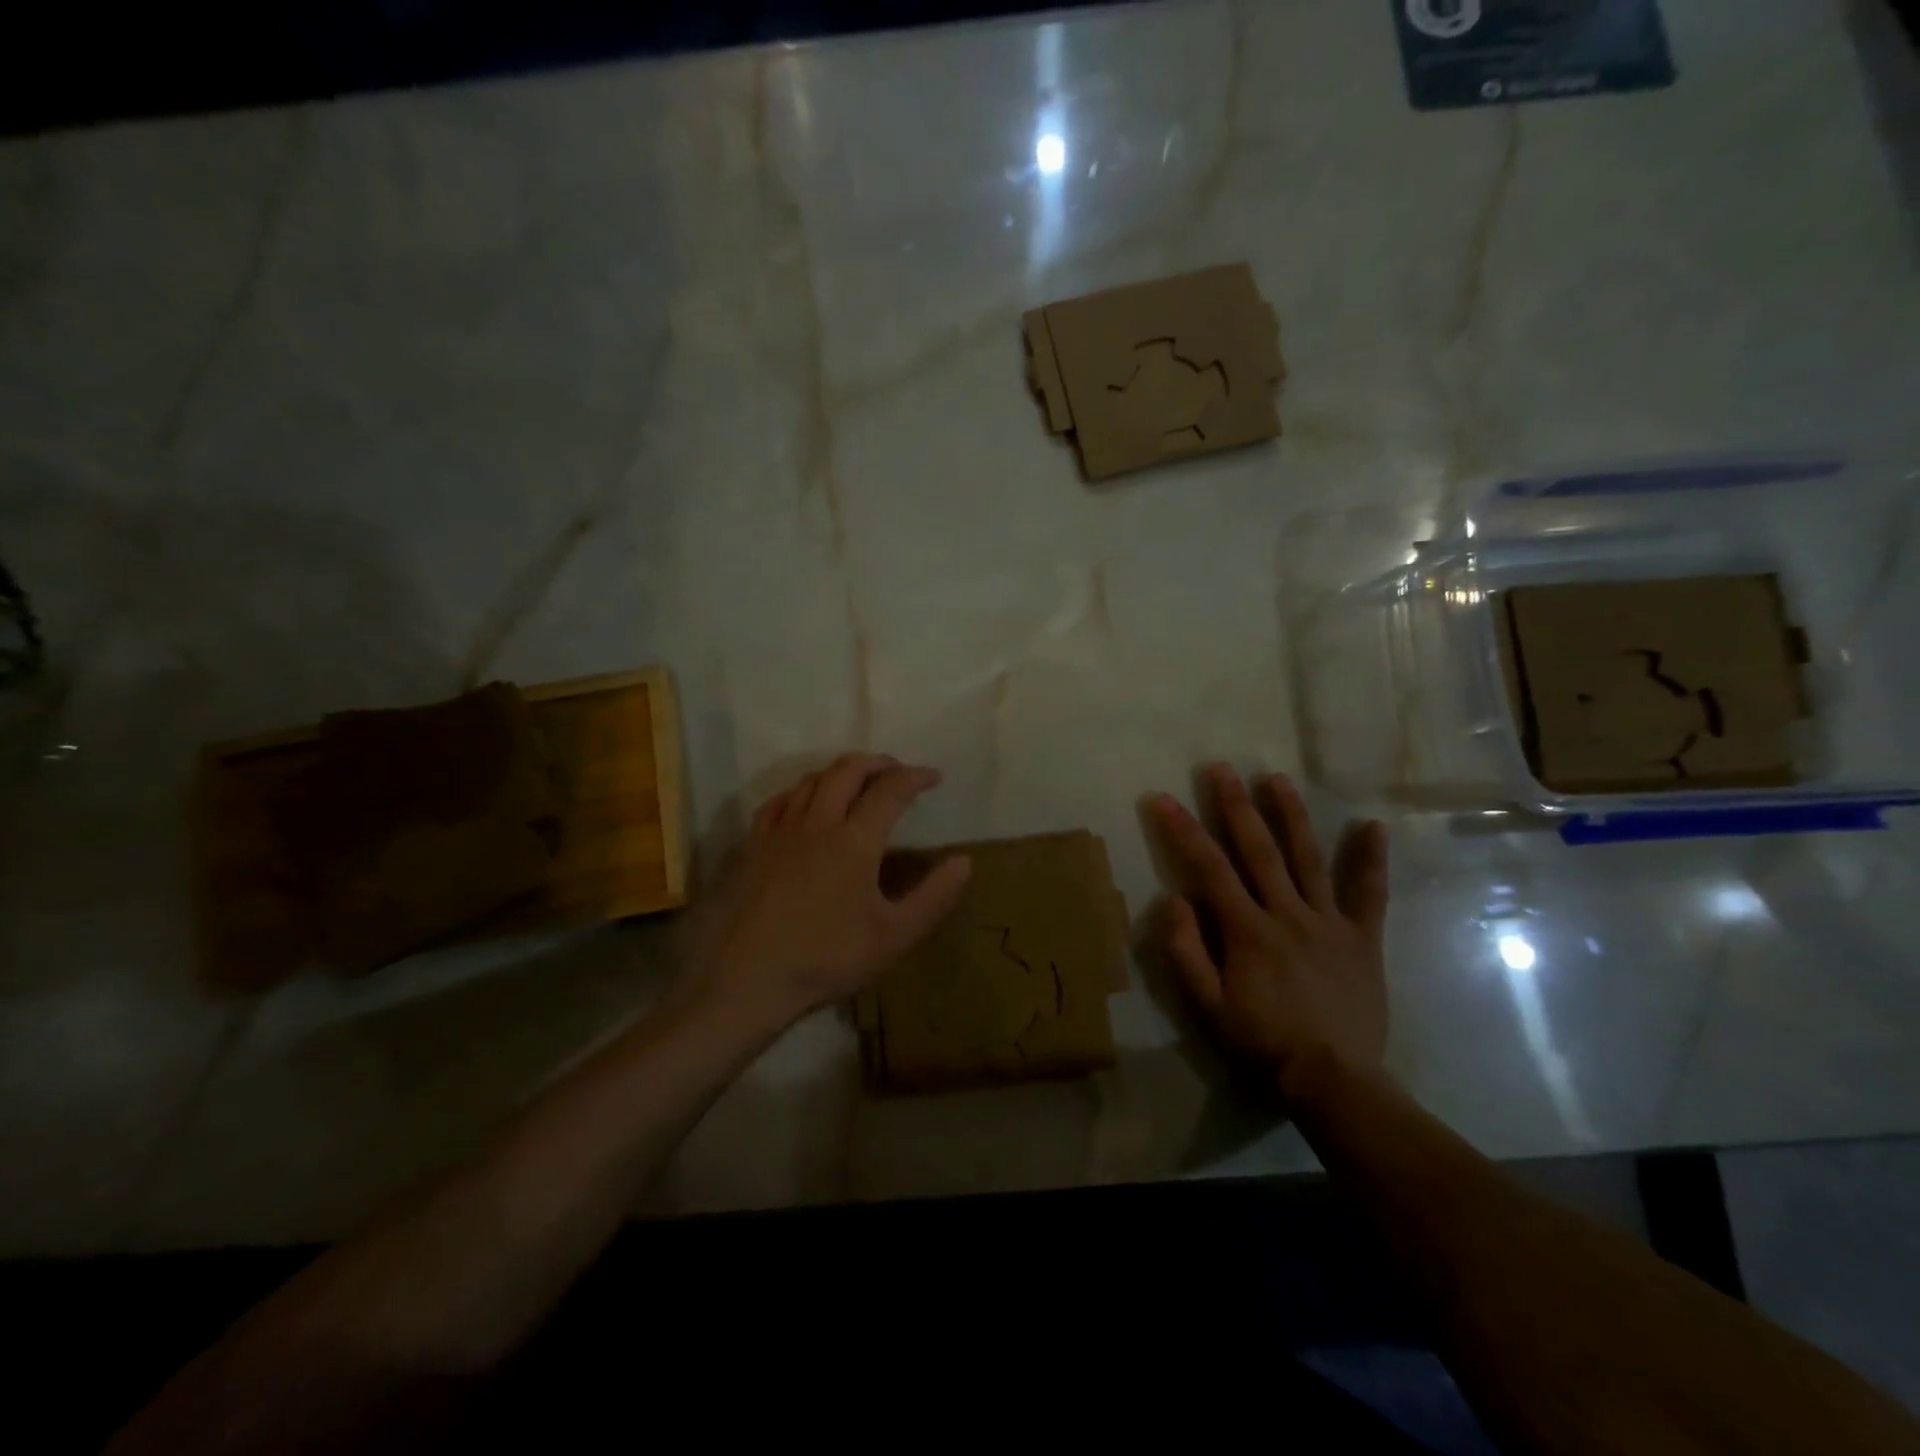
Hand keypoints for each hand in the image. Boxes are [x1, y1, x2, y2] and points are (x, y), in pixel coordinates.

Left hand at [685, 754, 971, 1024]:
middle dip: (877, 763)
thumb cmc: (827, 959)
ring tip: (856, 783)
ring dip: (839, 772)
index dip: (916, 777)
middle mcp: (817, 823)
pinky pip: (778, 801)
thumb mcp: (895, 936)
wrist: (747, 980)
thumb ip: (934, 897)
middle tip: (897, 771)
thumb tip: (964, 860)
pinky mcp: (753, 846)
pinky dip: (801, 791)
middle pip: (847, 770)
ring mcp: (780, 832)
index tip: (934, 777)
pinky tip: (804, 804)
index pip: (890, 790)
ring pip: (811, 780)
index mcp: (854, 841)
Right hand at [1149, 765, 1388, 1106]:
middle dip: (1235, 805)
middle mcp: (1287, 914)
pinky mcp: (1362, 938)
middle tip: (1221, 768)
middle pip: (1258, 850)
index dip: (1182, 830)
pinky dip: (1370, 859)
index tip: (1162, 798)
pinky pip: (1369, 894)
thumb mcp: (1208, 1006)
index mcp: (1247, 930)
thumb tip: (1173, 899)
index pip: (1208, 868)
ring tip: (1276, 778)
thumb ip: (1187, 951)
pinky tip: (1374, 826)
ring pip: (1307, 858)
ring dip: (1291, 815)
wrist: (1334, 1081)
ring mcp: (1329, 922)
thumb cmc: (1262, 1043)